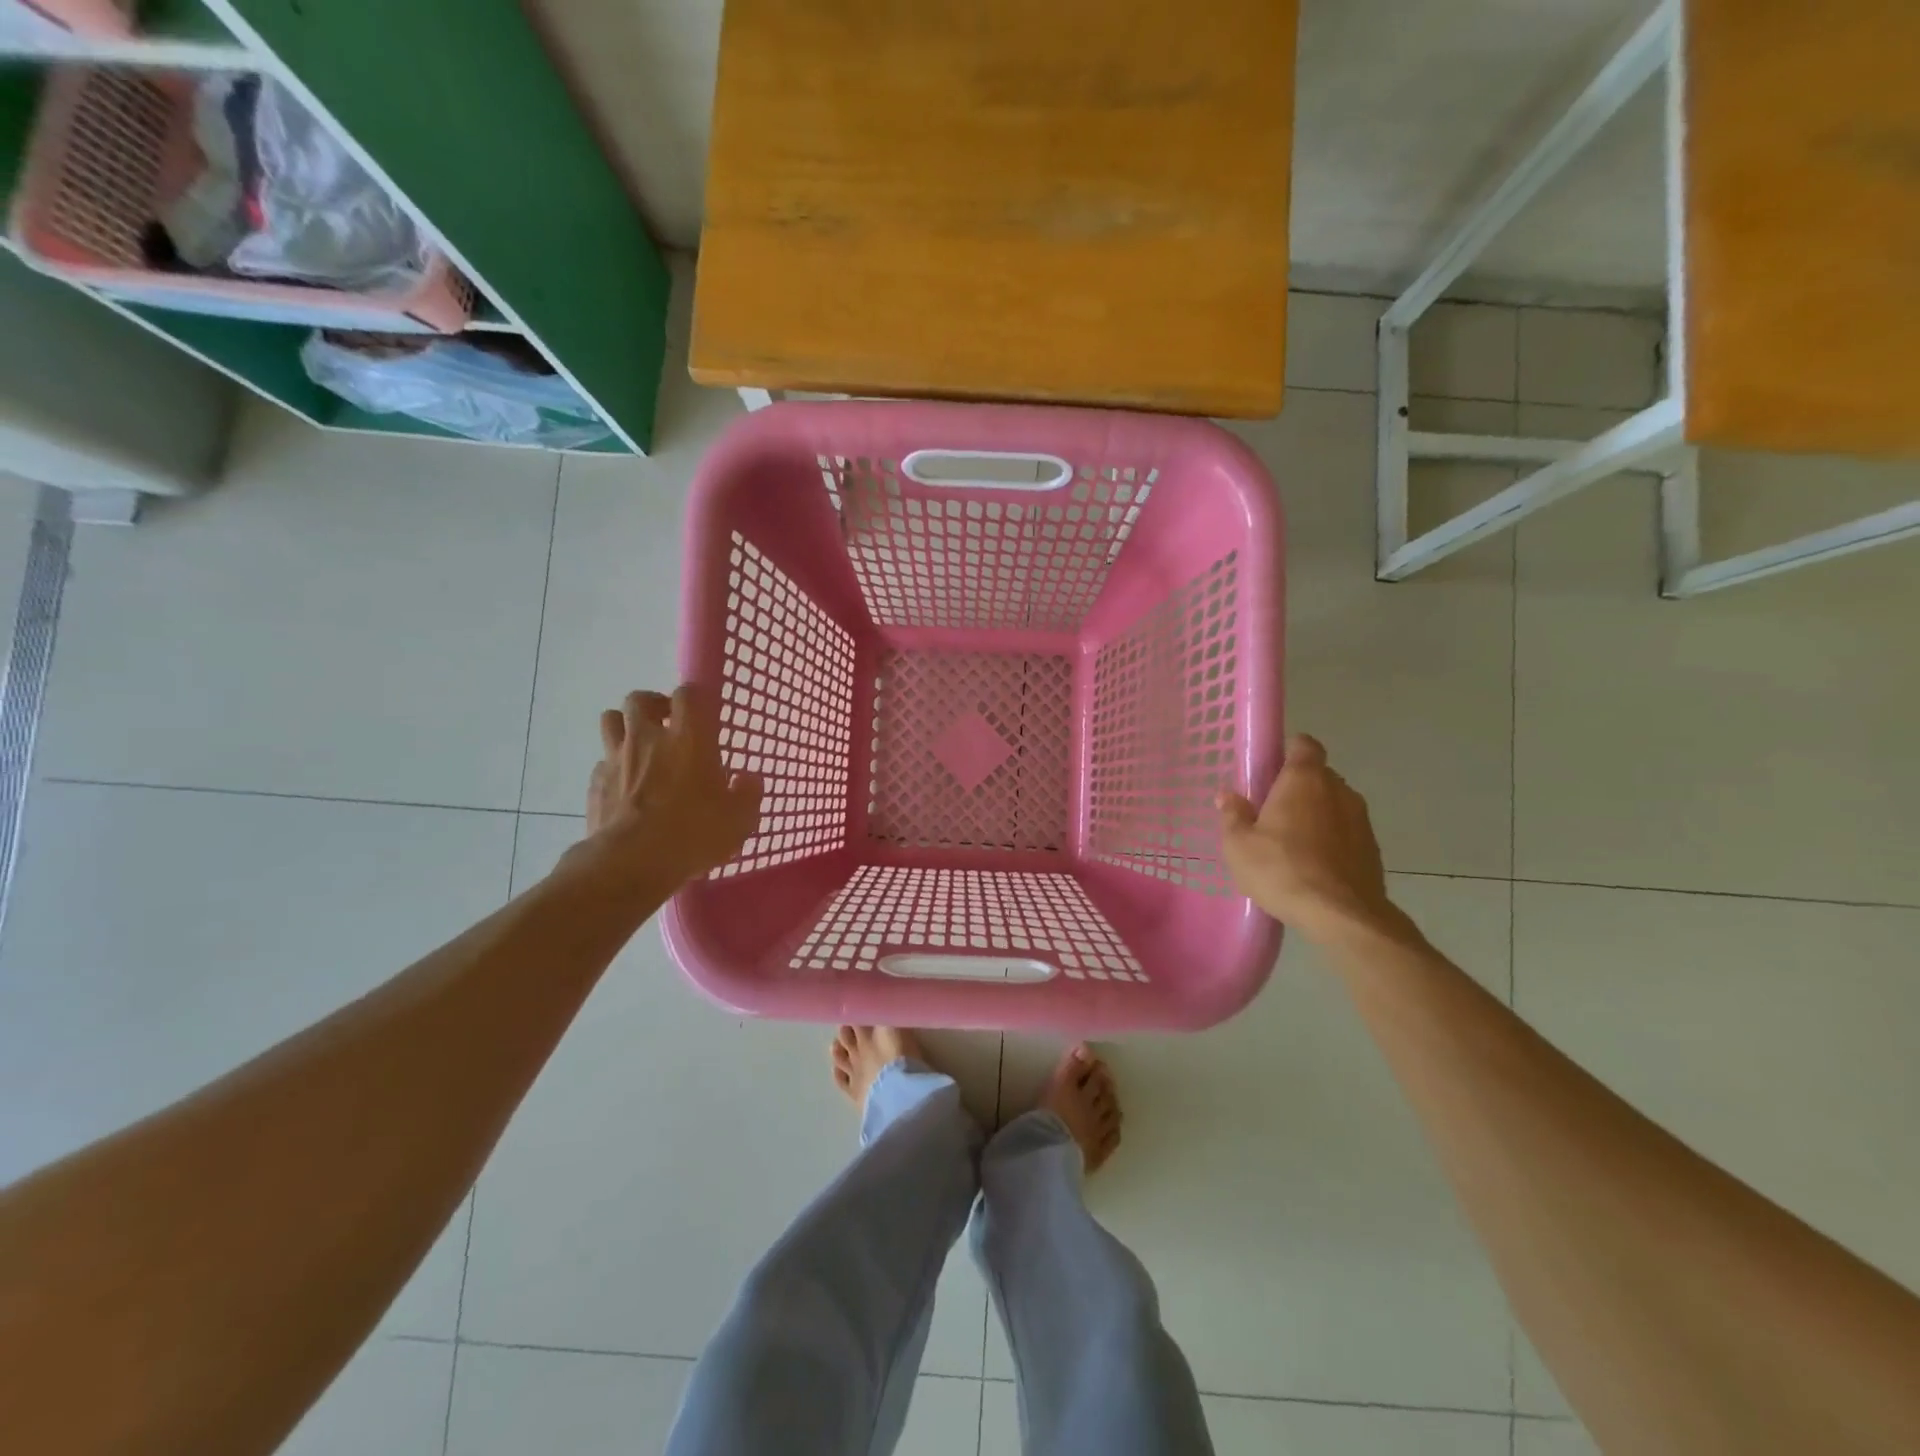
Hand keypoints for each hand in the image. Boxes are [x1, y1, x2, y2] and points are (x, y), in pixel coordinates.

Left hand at [579, 685, 762, 889]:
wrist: (631, 863)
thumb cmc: (693, 834)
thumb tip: (747, 778)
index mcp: (689, 739)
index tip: (704, 712)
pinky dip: (613, 766)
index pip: (689, 694)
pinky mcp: (595, 783)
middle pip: (639, 699)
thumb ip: (748, 793)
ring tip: (640, 745)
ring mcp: (616, 758)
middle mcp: (648, 738)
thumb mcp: (740, 819)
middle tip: (668, 723)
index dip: (696, 697)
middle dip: (654, 704)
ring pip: (611, 720)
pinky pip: (602, 761)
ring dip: (626, 726)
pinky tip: (625, 786)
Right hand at [1218, 734, 1405, 945]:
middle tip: (1272, 810)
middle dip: (1298, 786)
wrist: (1341, 915)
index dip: (1289, 750)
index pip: (1305, 745)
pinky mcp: (1372, 848)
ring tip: (1293, 841)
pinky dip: (1332, 839)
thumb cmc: (1281, 869)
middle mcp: (1338, 790)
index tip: (1271, 768)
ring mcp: (1361, 819)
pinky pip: (1346, 831)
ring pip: (1334, 804)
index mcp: (1304, 779)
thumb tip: (1227, 795)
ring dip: (1316, 814)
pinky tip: (1314, 864)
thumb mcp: (1239, 845)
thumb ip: (1233, 815)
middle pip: (1319, 775)